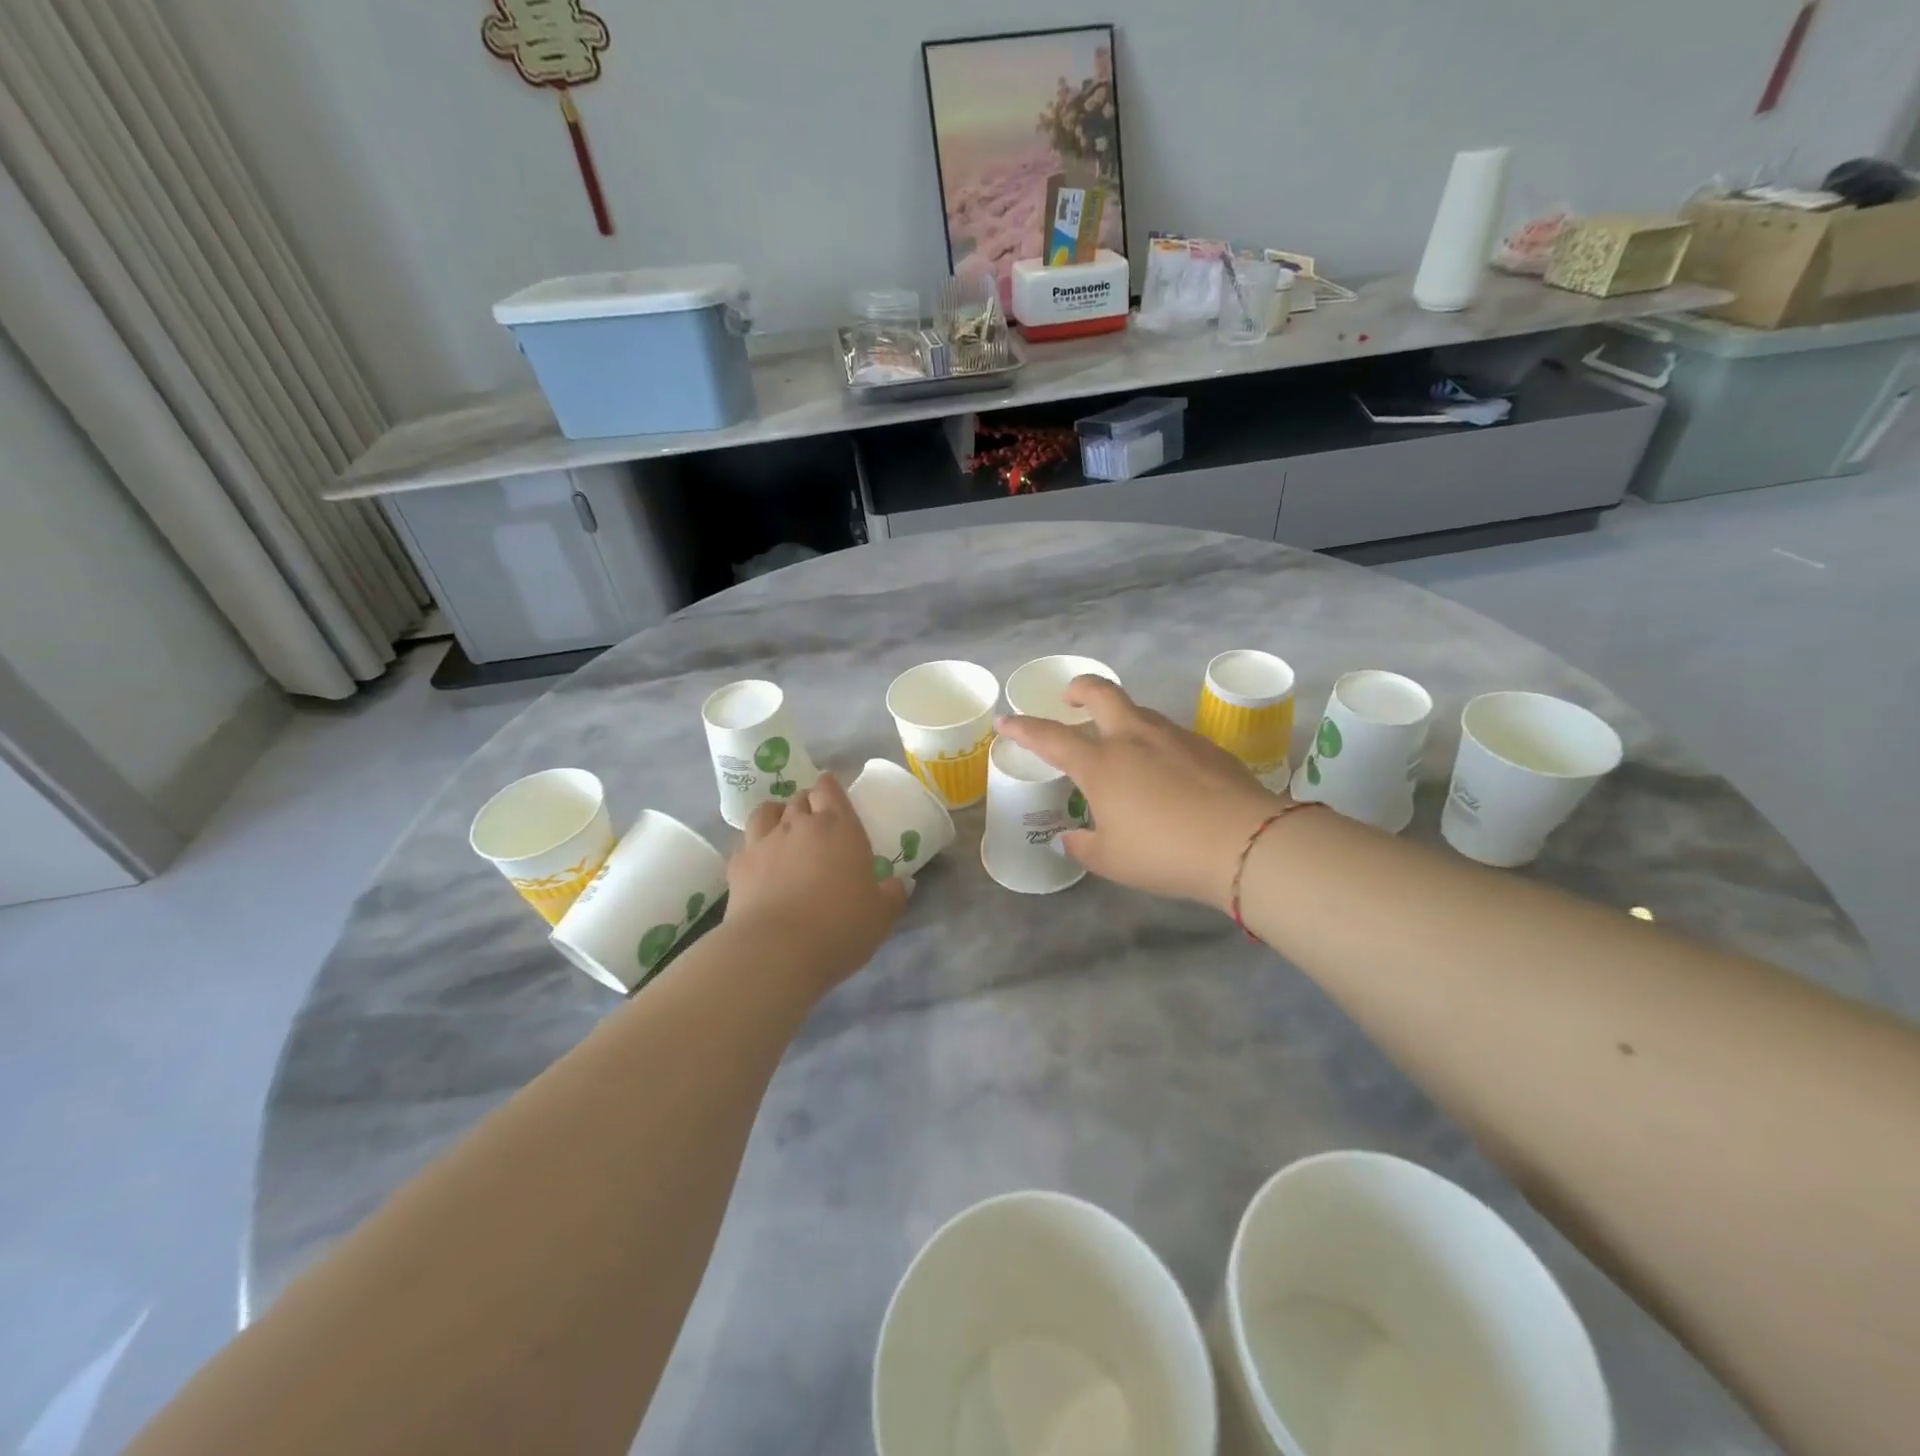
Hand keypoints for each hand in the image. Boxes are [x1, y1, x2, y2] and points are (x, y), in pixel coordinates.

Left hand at [725, 772, 907, 993]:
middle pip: (800, 798)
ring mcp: (764, 842)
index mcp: (840, 828)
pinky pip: (745, 841)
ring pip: (767, 811)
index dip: (830, 787)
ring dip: (777, 814)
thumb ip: (892, 895)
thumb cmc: (839, 927)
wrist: (776, 951)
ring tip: (782, 829)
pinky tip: (759, 859)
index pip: (830, 789)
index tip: (832, 794)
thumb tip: (900, 883)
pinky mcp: (738, 865)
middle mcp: (800, 825)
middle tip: (815, 821)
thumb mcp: (880, 916)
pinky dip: (754, 844)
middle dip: (808, 803)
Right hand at [995, 677, 1284, 911]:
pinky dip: (1155, 742)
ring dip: (1121, 717)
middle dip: (1079, 689)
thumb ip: (1083, 846)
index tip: (1005, 720)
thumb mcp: (1112, 860)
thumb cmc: (1164, 852)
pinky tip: (1165, 771)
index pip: (1050, 737)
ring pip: (1139, 711)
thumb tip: (1069, 838)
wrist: (1245, 842)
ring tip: (1121, 745)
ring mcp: (1173, 737)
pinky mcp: (1206, 746)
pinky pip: (1169, 734)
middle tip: (1070, 699)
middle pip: (1101, 692)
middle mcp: (1133, 738)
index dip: (1023, 727)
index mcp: (1101, 763)